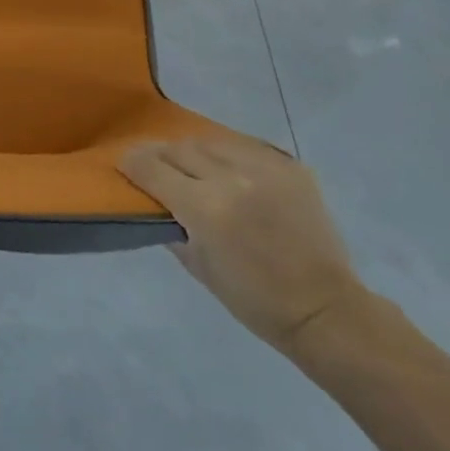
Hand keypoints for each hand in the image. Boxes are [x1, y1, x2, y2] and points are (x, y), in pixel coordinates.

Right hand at [120, 131, 363, 353]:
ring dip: (196, 152)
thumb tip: (152, 199)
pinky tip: (232, 172)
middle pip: (180, 148)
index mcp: (206, 208)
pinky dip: (231, 156)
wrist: (325, 310)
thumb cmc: (253, 300)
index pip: (152, 168)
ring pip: (212, 141)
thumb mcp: (197, 266)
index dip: (132, 163)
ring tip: (195, 167)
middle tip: (157, 166)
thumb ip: (171, 224)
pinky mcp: (291, 166)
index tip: (124, 164)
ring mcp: (266, 169)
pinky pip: (246, 147)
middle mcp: (233, 178)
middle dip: (162, 156)